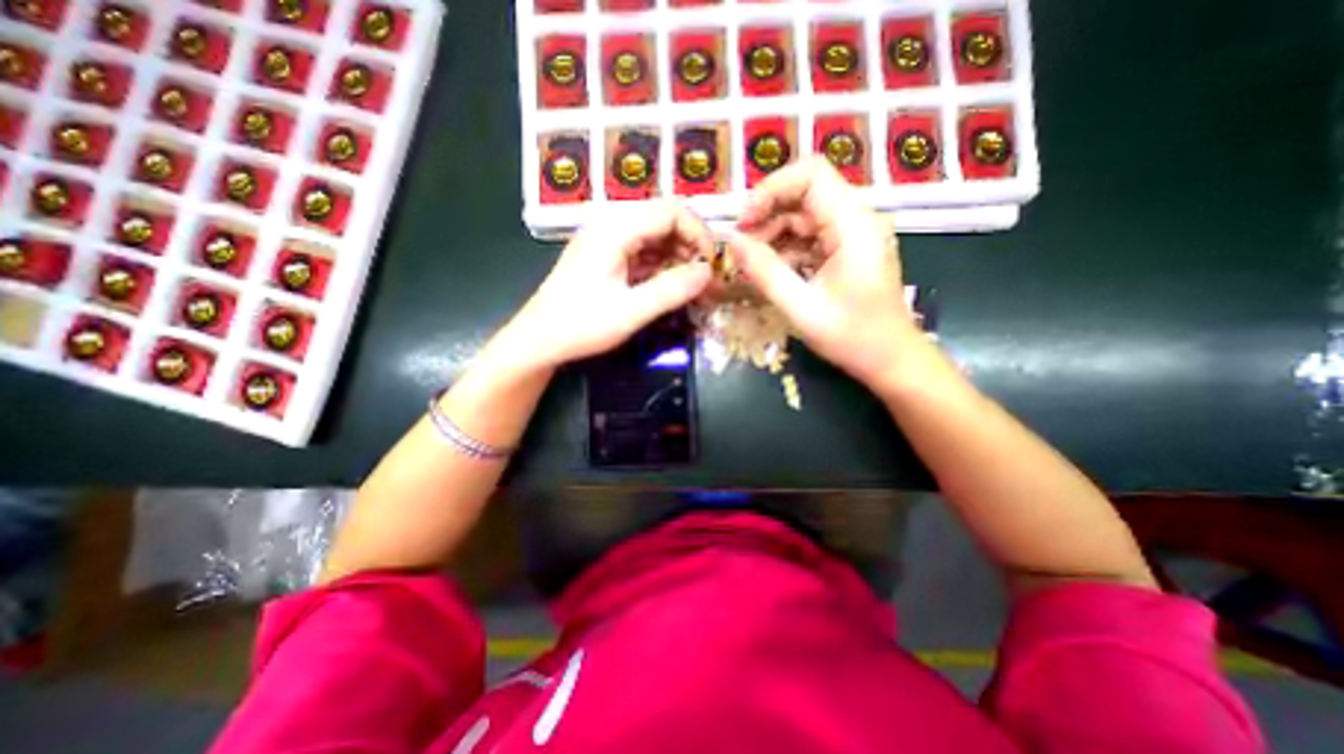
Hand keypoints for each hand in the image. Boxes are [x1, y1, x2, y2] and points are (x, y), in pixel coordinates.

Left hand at [505, 200, 711, 366]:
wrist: (539, 340)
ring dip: (677, 257)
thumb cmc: (580, 326)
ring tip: (691, 286)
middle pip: (664, 219)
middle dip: (690, 246)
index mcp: (614, 229)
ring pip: (655, 236)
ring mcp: (607, 240)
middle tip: (703, 279)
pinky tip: (669, 286)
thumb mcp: (630, 311)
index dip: (699, 233)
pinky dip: (661, 266)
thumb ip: (671, 290)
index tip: (711, 265)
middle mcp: (610, 225)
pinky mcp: (606, 256)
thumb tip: (708, 272)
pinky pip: (642, 251)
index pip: (670, 211)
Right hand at [725, 156, 924, 388]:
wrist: (891, 360)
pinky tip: (768, 271)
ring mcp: (850, 236)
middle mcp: (855, 220)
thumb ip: (765, 272)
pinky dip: (784, 250)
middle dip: (766, 215)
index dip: (771, 189)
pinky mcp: (844, 251)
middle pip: (803, 194)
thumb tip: (732, 241)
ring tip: (750, 264)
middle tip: (740, 248)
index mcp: (853, 226)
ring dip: (772, 235)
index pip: (811, 175)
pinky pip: (808, 238)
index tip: (744, 222)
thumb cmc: (853, 338)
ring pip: (802, 217)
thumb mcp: (802, 308)